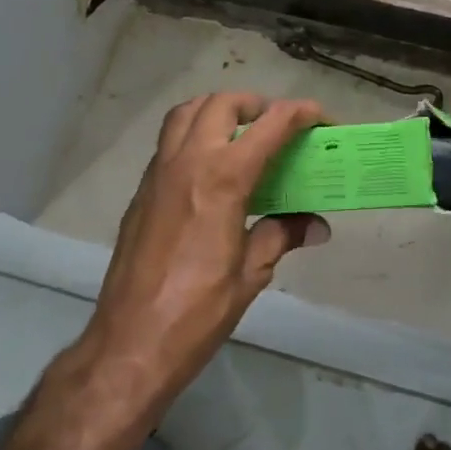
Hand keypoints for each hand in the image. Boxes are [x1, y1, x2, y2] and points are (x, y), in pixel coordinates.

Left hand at [78, 92, 326, 415]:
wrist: (129, 345)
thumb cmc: (198, 312)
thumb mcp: (251, 274)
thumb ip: (282, 236)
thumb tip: (316, 225)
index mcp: (223, 178)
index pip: (269, 125)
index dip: (300, 113)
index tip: (321, 117)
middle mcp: (188, 162)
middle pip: (221, 104)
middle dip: (255, 104)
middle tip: (276, 126)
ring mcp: (158, 174)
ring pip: (186, 113)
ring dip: (217, 111)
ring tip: (240, 134)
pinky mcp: (141, 192)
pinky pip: (168, 142)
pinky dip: (193, 135)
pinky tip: (210, 171)